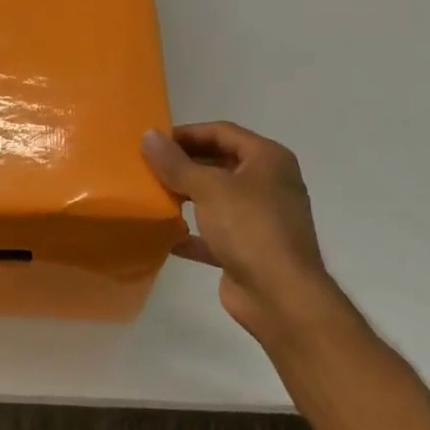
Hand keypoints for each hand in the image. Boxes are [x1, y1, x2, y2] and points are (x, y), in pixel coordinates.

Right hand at [142, 122, 337, 342]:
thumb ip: (175, 162)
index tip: (154, 142)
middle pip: (219, 163)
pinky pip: (215, 232)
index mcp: (268, 159)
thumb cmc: (249, 228)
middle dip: (184, 165)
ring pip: (216, 198)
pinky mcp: (249, 250)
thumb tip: (148, 135)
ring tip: (152, 195)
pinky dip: (192, 232)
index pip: (221, 132)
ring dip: (186, 197)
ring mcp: (260, 218)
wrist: (281, 298)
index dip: (187, 133)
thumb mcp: (208, 188)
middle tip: (148, 167)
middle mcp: (268, 183)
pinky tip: (164, 234)